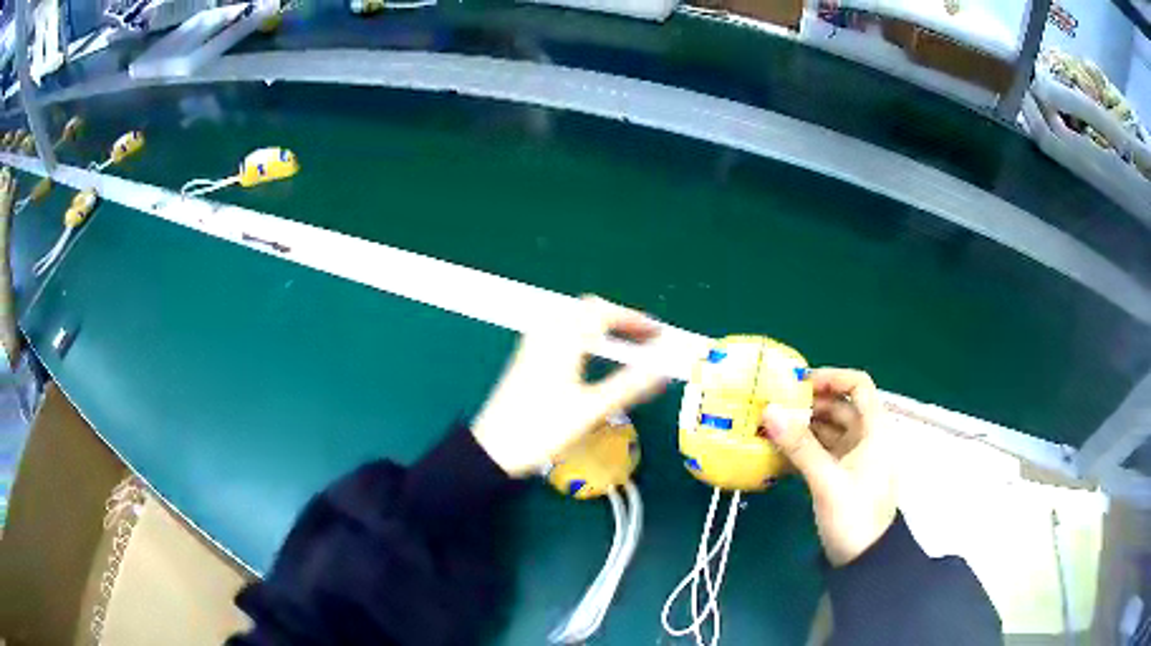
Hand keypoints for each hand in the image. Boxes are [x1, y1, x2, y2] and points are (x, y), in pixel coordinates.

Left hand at [472, 296, 667, 476]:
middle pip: (587, 308)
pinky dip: (582, 334)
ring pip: (571, 319)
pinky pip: (559, 331)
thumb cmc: (542, 429)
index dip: (635, 320)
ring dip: (599, 324)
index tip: (659, 333)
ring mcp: (533, 346)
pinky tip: (588, 356)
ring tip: (622, 343)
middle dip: (618, 318)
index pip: (604, 313)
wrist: (493, 449)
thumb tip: (664, 370)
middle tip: (643, 336)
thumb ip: (630, 386)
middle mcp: (547, 334)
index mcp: (564, 340)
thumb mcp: (591, 410)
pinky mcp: (525, 359)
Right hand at [760, 368, 896, 566]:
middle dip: (809, 403)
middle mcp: (866, 437)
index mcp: (874, 429)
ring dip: (803, 427)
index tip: (800, 383)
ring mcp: (854, 457)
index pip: (859, 385)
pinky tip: (779, 451)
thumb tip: (769, 411)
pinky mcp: (842, 476)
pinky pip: (822, 451)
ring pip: (829, 430)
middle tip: (774, 407)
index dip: (832, 377)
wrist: (865, 560)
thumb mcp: (827, 480)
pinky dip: (804, 448)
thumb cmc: (855, 515)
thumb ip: (800, 446)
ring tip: (770, 427)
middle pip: (840, 407)